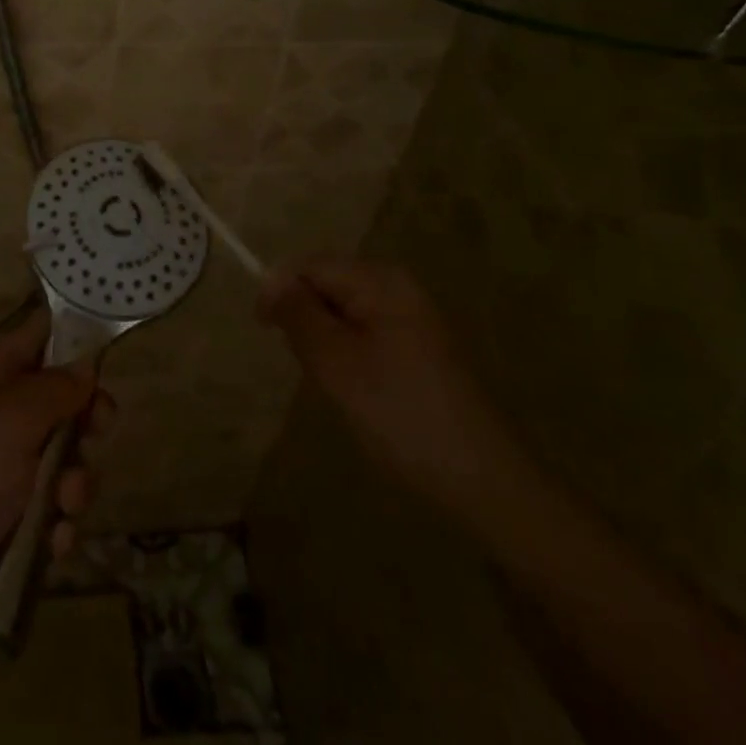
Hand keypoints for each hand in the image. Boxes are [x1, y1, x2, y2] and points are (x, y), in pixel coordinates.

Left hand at [0, 312, 112, 602]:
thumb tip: (84, 365)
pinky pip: (45, 506)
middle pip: (58, 402)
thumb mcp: (13, 417)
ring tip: (64, 509)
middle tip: (95, 440)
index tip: (109, 366)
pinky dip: (54, 523)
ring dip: (73, 484)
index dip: (77, 343)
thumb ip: (56, 387)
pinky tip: (52, 544)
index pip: (40, 335)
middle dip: (83, 427)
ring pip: (59, 460)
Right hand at [259, 261, 527, 522]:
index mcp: (381, 281)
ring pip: (343, 310)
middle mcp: (399, 287)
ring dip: (324, 338)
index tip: (264, 330)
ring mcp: (412, 316)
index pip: (310, 264)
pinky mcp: (419, 346)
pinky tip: (355, 389)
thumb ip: (298, 314)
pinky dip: (347, 353)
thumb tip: (271, 281)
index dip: (280, 289)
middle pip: (327, 283)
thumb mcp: (335, 362)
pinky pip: (365, 331)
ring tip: (331, 380)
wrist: (480, 479)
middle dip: (305, 316)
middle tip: (306, 363)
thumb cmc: (399, 414)